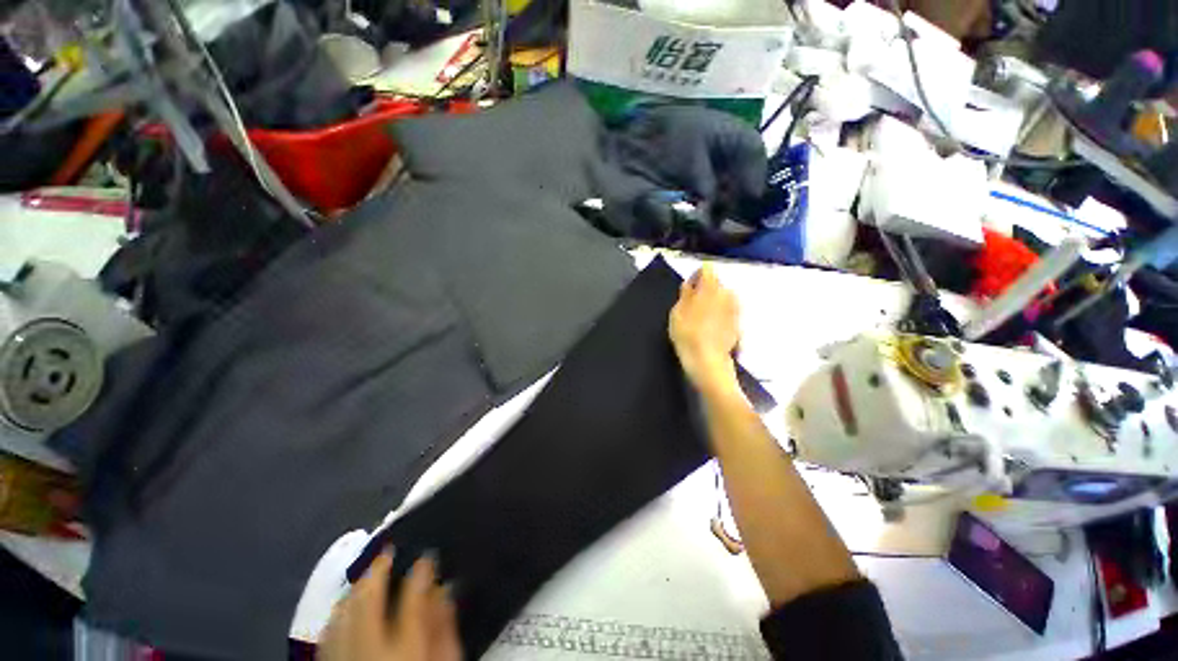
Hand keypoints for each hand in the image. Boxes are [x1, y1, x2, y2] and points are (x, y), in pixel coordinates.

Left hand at [318, 551, 461, 660]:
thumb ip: (444, 628)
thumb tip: (445, 591)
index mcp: (402, 647)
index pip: (413, 597)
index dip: (422, 570)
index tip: (428, 556)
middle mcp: (367, 650)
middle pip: (367, 599)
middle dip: (377, 570)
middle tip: (388, 550)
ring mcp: (343, 660)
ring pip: (341, 613)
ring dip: (353, 590)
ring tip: (365, 575)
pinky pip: (327, 635)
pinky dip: (336, 615)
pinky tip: (343, 608)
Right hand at [668, 265, 740, 396]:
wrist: (708, 361)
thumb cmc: (687, 334)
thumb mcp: (677, 312)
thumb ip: (684, 295)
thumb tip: (689, 285)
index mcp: (711, 287)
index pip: (706, 269)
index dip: (696, 276)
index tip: (687, 288)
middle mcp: (727, 294)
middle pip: (716, 283)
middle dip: (705, 290)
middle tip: (691, 304)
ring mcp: (735, 309)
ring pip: (723, 297)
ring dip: (713, 302)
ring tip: (701, 317)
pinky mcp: (739, 323)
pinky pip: (727, 311)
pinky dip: (720, 314)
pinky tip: (710, 328)